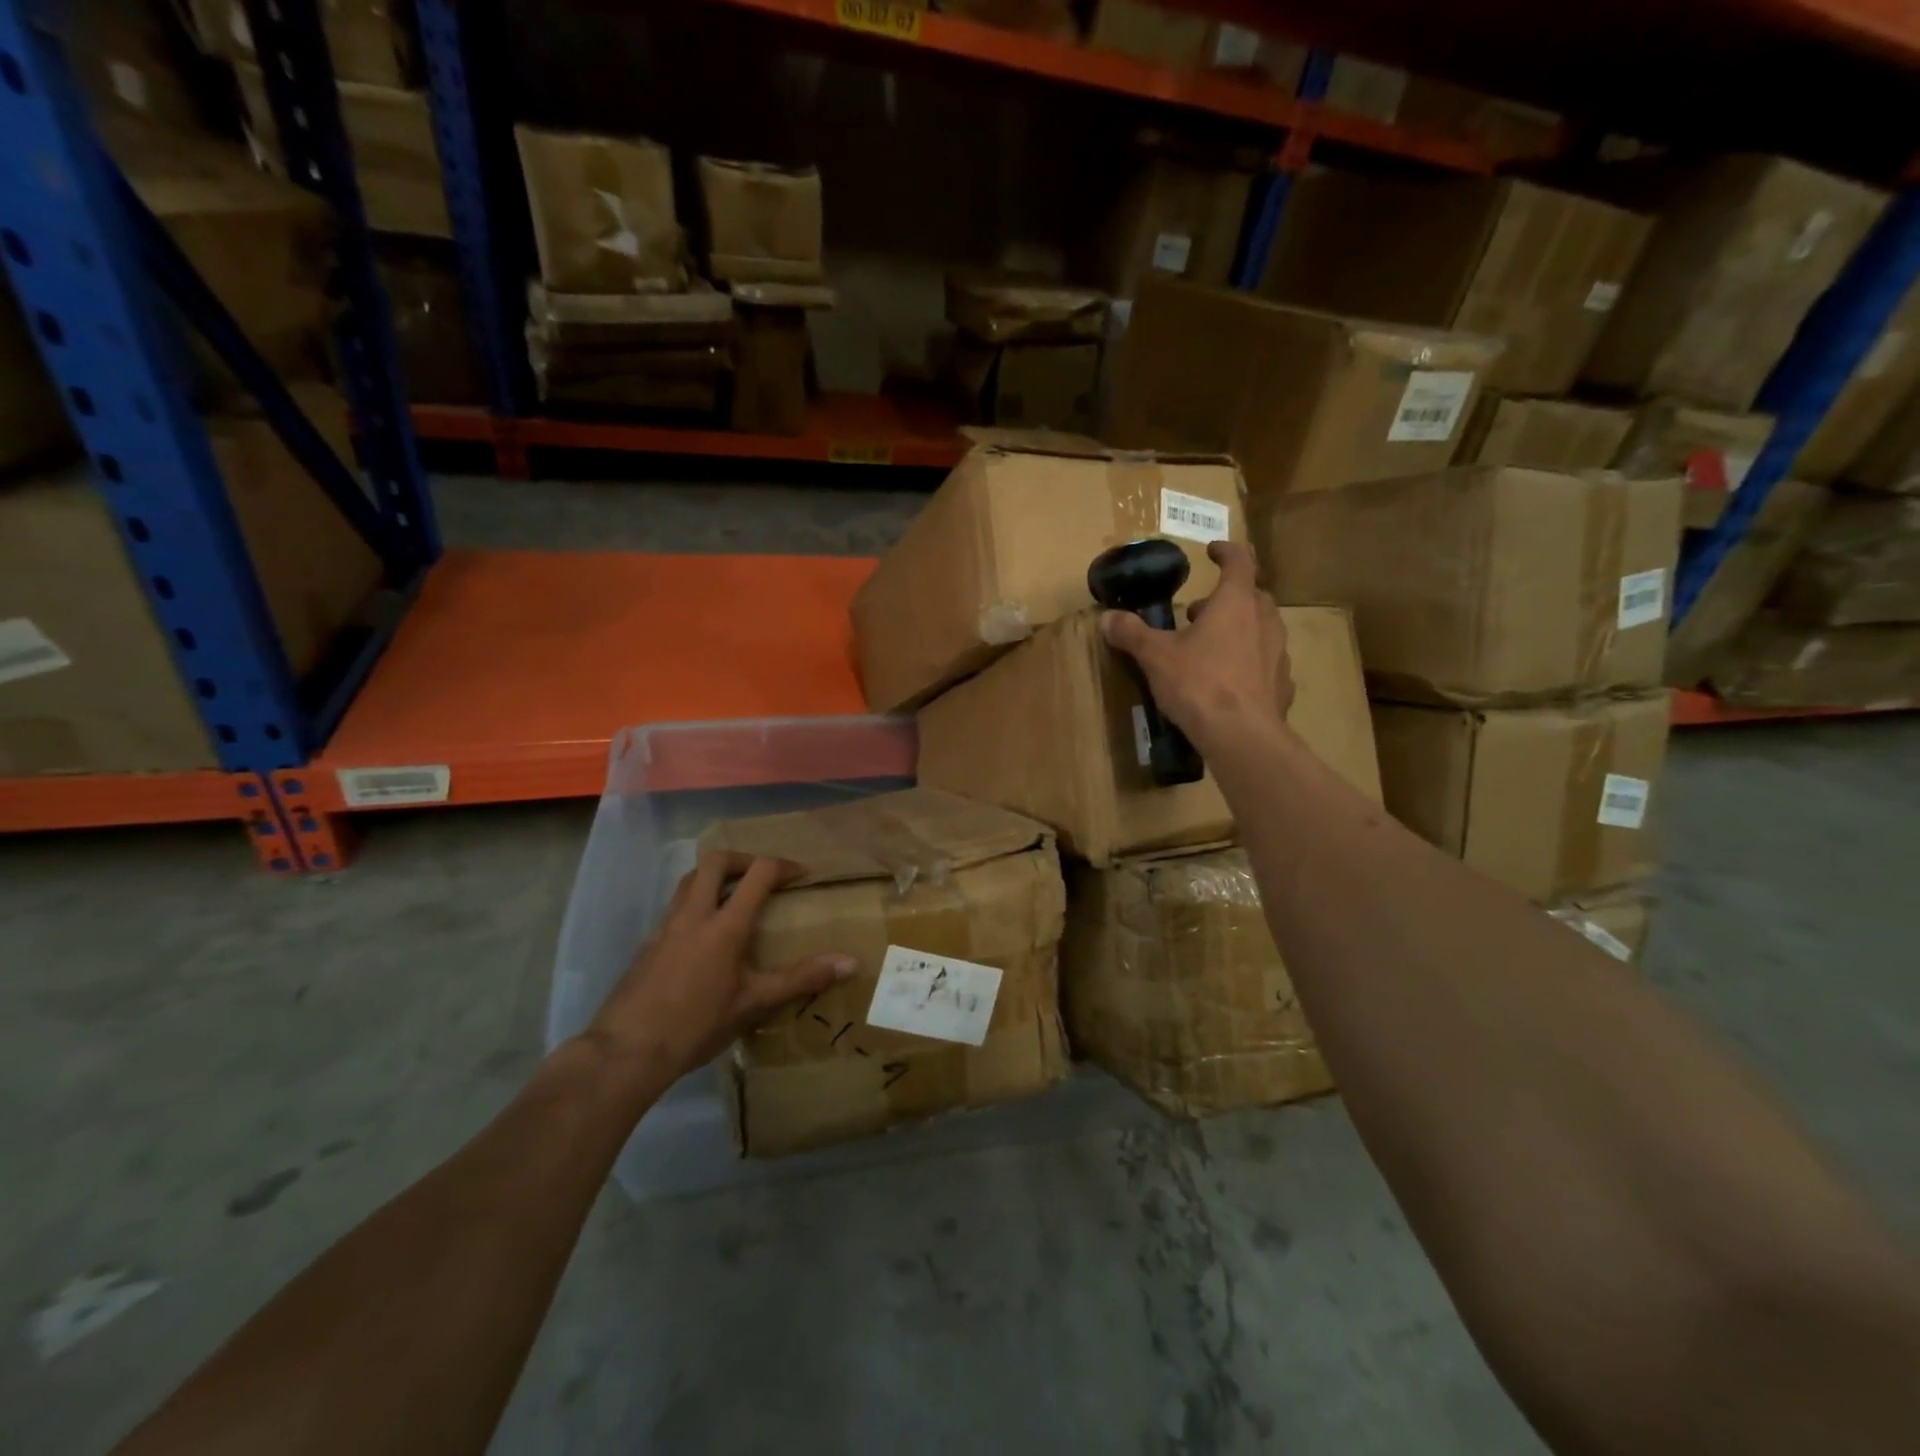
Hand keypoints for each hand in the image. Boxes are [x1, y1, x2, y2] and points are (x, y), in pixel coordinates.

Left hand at [583, 851, 854, 1086]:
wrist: (626, 1051)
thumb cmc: (696, 1025)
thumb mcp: (754, 1004)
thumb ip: (801, 979)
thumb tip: (850, 963)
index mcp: (724, 925)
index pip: (758, 874)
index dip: (783, 866)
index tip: (801, 875)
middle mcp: (693, 915)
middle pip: (715, 861)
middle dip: (743, 859)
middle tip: (761, 876)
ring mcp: (665, 927)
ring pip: (689, 880)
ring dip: (714, 877)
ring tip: (733, 897)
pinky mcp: (648, 944)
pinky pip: (675, 906)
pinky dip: (695, 903)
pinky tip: (703, 936)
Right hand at [1100, 540, 1293, 751]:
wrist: (1242, 736)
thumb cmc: (1199, 684)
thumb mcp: (1156, 657)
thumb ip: (1132, 634)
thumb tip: (1107, 618)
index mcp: (1235, 604)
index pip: (1239, 562)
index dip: (1226, 551)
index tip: (1212, 551)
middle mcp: (1264, 621)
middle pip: (1253, 596)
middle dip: (1227, 598)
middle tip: (1199, 612)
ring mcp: (1278, 654)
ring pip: (1262, 629)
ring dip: (1240, 629)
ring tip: (1211, 647)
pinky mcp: (1282, 685)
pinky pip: (1266, 664)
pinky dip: (1250, 663)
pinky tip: (1231, 681)